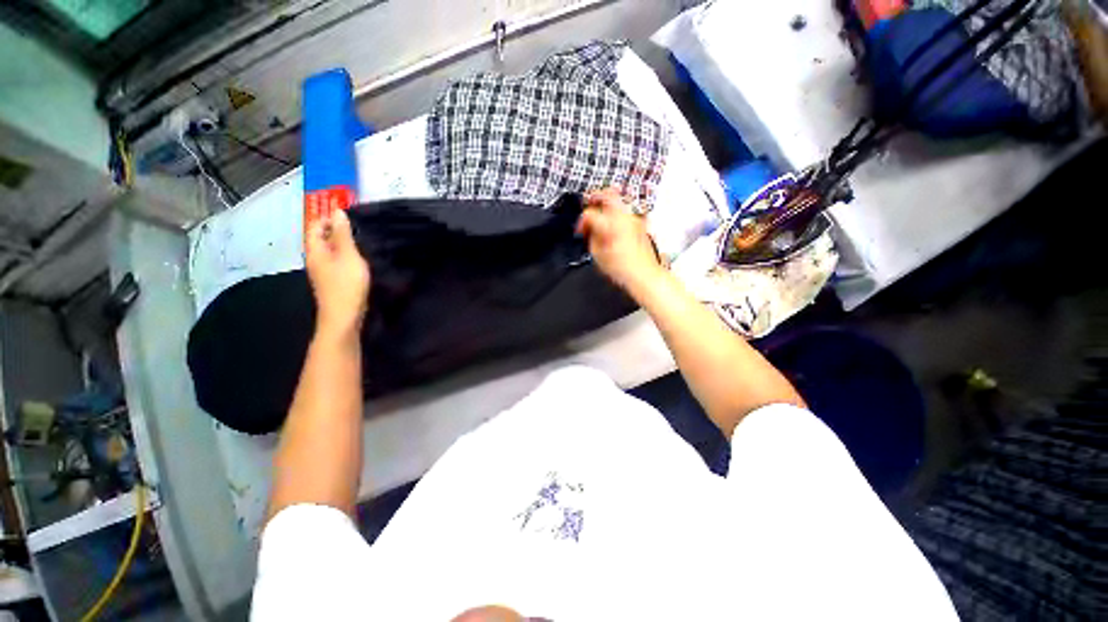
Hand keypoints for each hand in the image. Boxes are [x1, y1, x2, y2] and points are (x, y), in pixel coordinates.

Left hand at [305, 209, 370, 336]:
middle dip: (335, 230)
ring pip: (330, 252)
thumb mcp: (348, 256)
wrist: (344, 317)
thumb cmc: (346, 284)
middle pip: (321, 239)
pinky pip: (336, 262)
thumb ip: (343, 235)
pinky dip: (345, 256)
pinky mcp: (333, 282)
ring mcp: (323, 273)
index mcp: (315, 251)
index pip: (314, 227)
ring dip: (342, 244)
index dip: (327, 218)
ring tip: (361, 240)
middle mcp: (315, 260)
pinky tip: (359, 260)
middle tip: (357, 226)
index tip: (346, 214)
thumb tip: (337, 212)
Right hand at [577, 188, 663, 294]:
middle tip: (589, 206)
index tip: (580, 229)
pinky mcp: (640, 224)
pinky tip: (612, 227)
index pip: (589, 213)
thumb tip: (589, 230)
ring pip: (619, 201)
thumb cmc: (623, 268)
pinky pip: (625, 212)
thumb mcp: (597, 254)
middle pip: (608, 194)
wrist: (643, 274)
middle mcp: (624, 217)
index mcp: (610, 223)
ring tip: (600, 219)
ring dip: (607, 207)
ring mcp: (634, 219)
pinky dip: (616, 215)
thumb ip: (591, 237)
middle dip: (595, 199)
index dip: (581, 221)